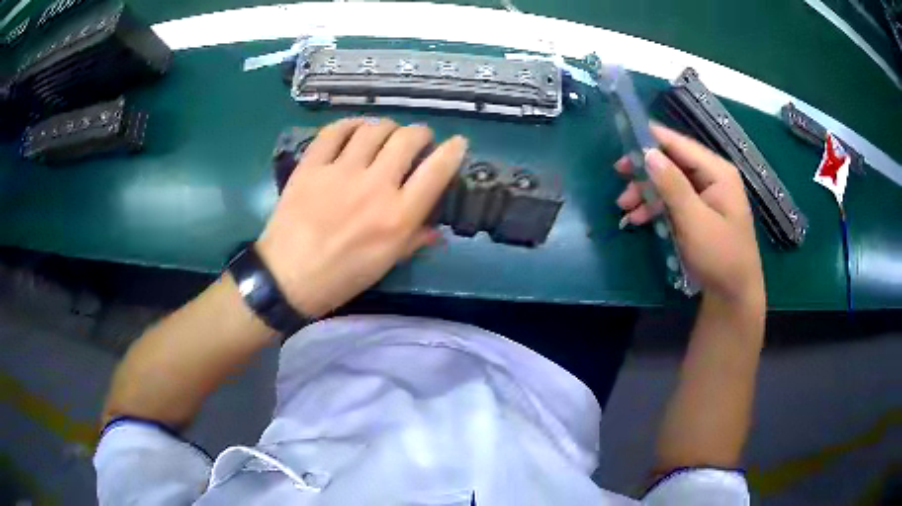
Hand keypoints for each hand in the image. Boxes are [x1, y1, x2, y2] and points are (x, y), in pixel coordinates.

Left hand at [257, 118, 466, 317]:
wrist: (287, 277)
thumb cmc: (341, 278)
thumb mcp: (385, 264)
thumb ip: (414, 240)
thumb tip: (436, 229)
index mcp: (398, 216)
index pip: (437, 170)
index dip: (453, 150)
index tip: (457, 144)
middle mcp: (375, 186)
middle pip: (408, 138)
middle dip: (420, 133)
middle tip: (417, 140)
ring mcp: (340, 172)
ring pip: (375, 129)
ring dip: (388, 127)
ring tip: (386, 135)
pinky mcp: (312, 166)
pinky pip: (335, 131)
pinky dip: (350, 125)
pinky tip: (355, 130)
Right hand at [614, 125, 764, 305]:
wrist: (734, 295)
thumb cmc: (719, 257)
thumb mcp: (694, 221)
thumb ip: (672, 185)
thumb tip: (648, 153)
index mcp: (717, 172)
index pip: (680, 144)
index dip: (651, 139)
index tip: (622, 140)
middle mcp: (712, 177)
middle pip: (673, 162)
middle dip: (646, 171)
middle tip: (619, 177)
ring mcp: (707, 195)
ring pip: (670, 182)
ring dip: (647, 192)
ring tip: (624, 208)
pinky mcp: (700, 212)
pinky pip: (674, 201)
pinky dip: (656, 207)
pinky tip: (639, 219)